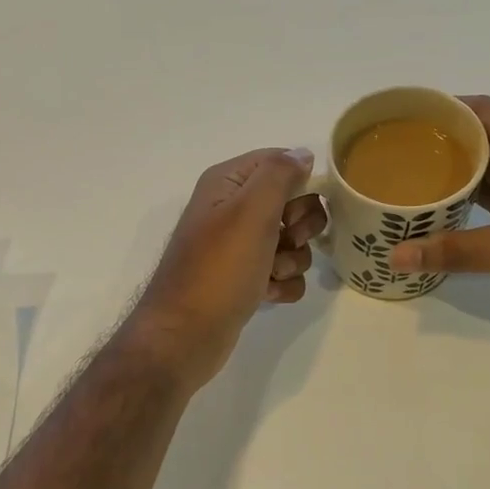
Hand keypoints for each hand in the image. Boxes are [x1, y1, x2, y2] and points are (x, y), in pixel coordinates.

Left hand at [123, 148, 325, 390]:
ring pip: (292, 241)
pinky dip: (282, 283)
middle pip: (291, 202)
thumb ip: (279, 175)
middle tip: (285, 240)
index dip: (299, 183)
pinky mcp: (245, 280)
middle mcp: (231, 210)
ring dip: (293, 259)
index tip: (297, 208)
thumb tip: (302, 153)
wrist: (186, 335)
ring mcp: (238, 247)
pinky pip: (283, 272)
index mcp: (227, 184)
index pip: (278, 161)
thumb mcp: (251, 211)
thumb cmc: (219, 269)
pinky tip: (267, 294)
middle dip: (300, 226)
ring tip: (271, 274)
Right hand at [386, 96, 489, 333]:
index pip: (486, 111)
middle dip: (447, 142)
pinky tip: (451, 208)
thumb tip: (396, 256)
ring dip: (464, 172)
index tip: (406, 117)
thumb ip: (455, 251)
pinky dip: (481, 198)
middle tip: (400, 152)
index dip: (445, 110)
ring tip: (416, 177)